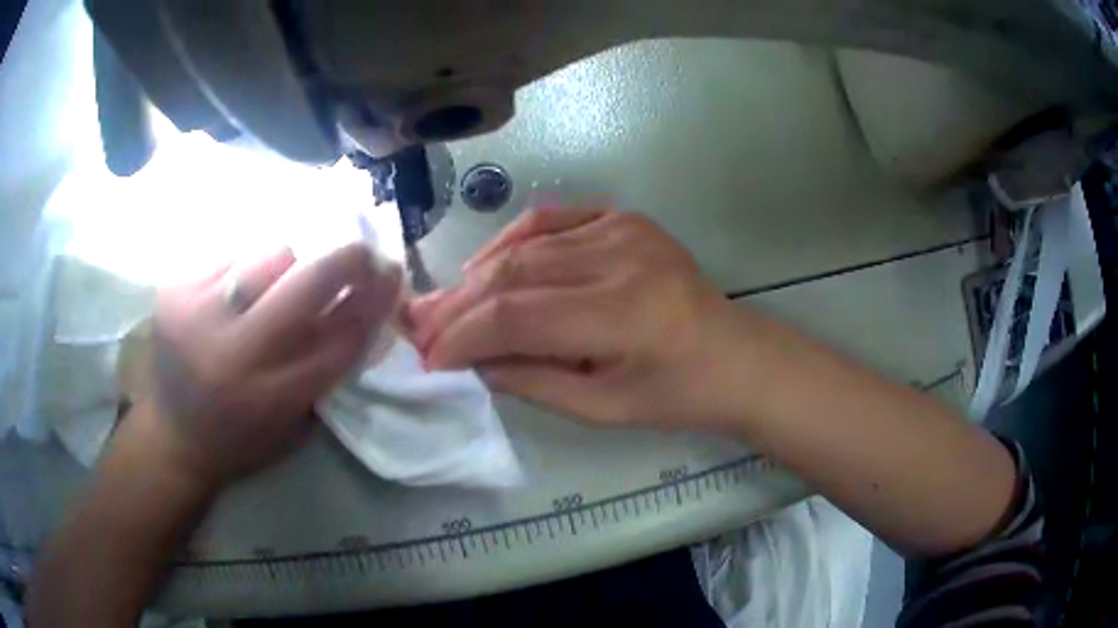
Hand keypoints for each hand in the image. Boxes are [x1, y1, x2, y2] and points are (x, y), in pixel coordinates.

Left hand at [150, 243, 399, 486]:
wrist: (171, 436)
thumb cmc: (240, 441)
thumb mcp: (293, 427)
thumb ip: (326, 374)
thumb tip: (361, 311)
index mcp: (272, 397)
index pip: (340, 335)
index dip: (374, 299)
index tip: (392, 274)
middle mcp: (236, 353)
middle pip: (307, 282)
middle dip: (347, 259)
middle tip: (362, 251)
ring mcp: (199, 313)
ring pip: (269, 254)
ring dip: (288, 264)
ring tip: (279, 283)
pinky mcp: (176, 290)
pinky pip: (232, 255)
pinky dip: (248, 266)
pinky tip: (239, 290)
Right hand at [405, 208, 747, 427]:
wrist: (734, 355)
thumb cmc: (675, 395)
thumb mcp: (602, 408)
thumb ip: (530, 380)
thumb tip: (472, 360)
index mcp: (621, 314)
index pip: (516, 316)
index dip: (463, 337)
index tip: (429, 358)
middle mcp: (620, 258)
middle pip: (514, 273)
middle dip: (458, 304)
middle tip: (420, 327)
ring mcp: (623, 229)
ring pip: (525, 244)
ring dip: (476, 275)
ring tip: (444, 302)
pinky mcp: (625, 219)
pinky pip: (551, 222)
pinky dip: (511, 242)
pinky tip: (486, 266)